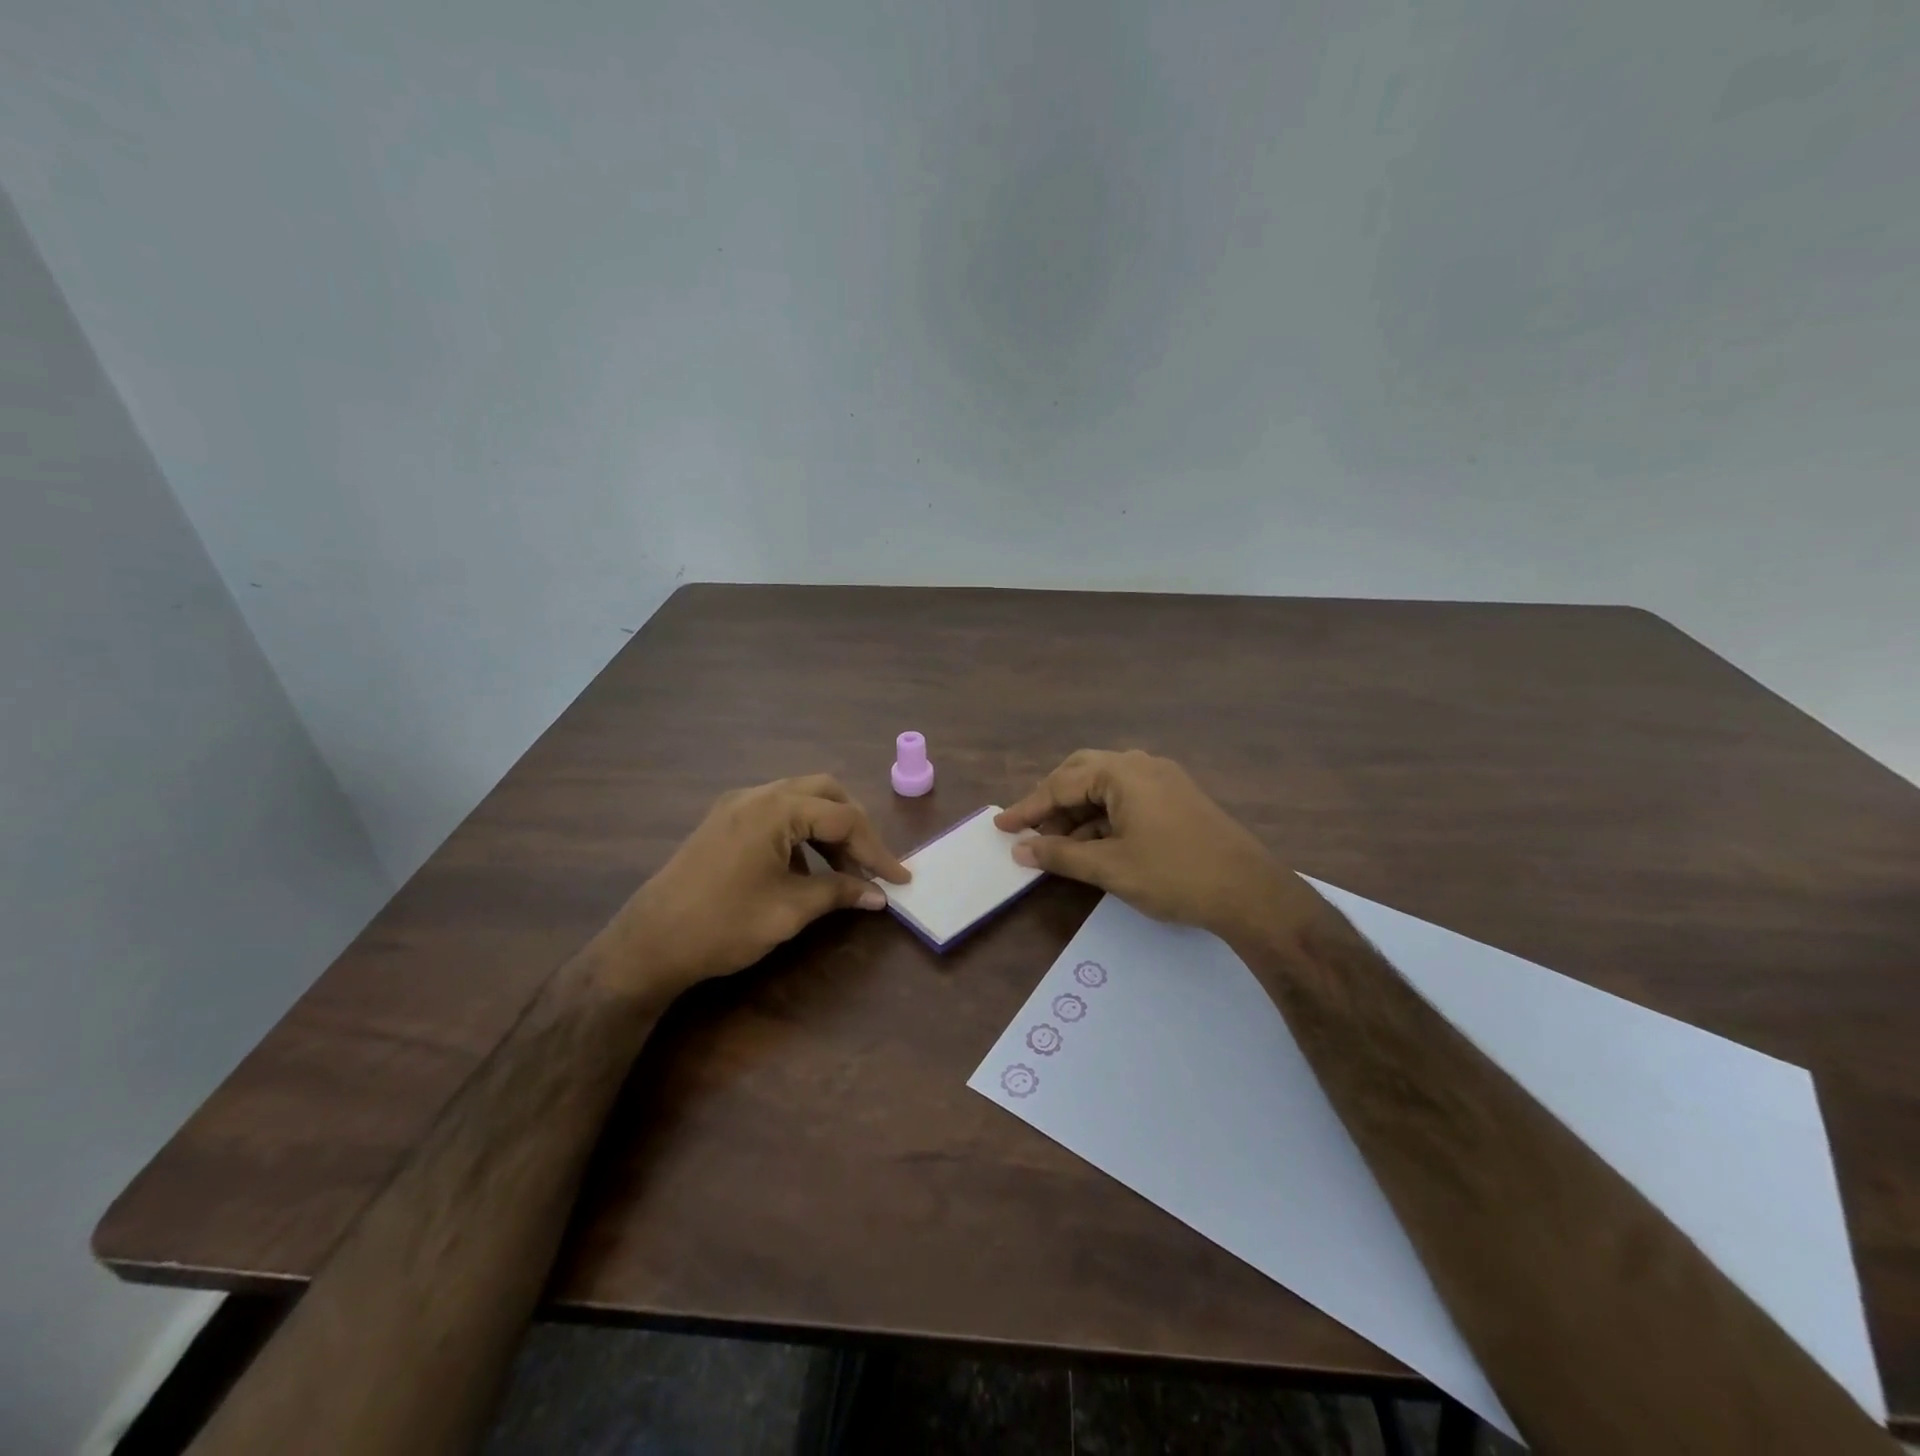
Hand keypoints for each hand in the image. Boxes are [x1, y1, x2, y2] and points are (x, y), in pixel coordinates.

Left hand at [612, 775, 909, 996]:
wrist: (648, 944)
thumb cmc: (723, 924)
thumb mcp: (790, 911)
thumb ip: (839, 893)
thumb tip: (879, 895)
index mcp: (776, 809)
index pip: (844, 818)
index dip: (877, 849)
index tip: (899, 879)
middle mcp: (758, 795)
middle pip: (824, 793)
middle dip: (854, 827)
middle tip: (869, 864)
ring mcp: (736, 805)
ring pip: (800, 800)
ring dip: (827, 830)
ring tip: (842, 872)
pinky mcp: (723, 821)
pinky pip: (776, 814)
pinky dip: (800, 834)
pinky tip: (804, 871)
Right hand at [996, 750, 1305, 943]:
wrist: (1251, 893)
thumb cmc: (1174, 874)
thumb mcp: (1110, 867)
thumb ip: (1060, 855)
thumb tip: (1021, 850)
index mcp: (1122, 772)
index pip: (1060, 784)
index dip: (1027, 808)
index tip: (1001, 826)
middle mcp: (1141, 765)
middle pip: (1081, 773)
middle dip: (1052, 801)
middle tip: (1030, 830)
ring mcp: (1163, 780)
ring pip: (1105, 787)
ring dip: (1078, 811)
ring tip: (1057, 844)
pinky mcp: (1177, 799)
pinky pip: (1127, 798)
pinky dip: (1103, 817)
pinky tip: (1093, 844)